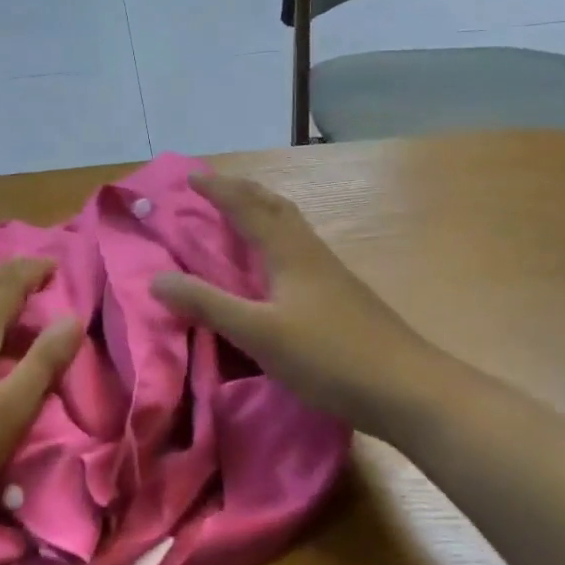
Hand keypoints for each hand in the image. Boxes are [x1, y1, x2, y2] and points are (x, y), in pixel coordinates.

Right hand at [150, 172, 431, 423]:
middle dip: (243, 191)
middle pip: (275, 206)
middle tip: (215, 188)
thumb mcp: (258, 333)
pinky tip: (276, 267)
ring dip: (263, 212)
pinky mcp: (341, 297)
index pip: (247, 207)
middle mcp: (310, 253)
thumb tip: (156, 278)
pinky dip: (277, 241)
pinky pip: (299, 251)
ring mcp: (331, 274)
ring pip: (291, 228)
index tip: (191, 176)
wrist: (408, 389)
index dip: (218, 190)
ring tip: (240, 217)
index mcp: (289, 252)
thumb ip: (208, 305)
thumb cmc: (329, 356)